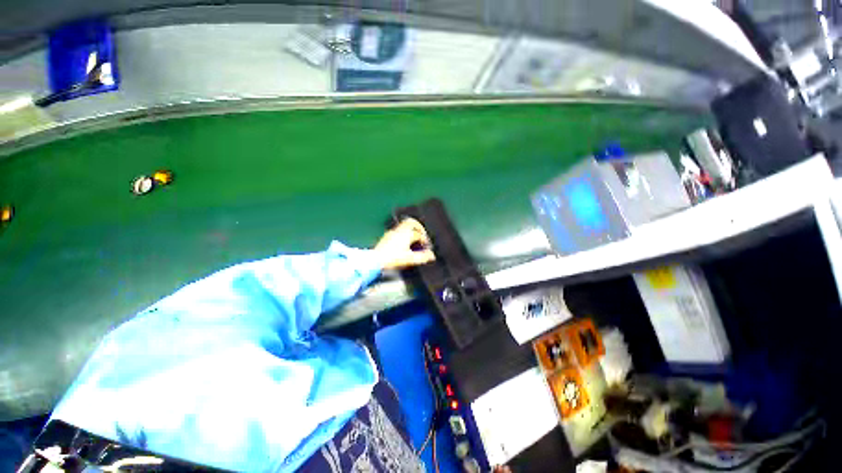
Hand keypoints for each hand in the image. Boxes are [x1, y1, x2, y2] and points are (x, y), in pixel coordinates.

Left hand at [374, 218, 435, 269]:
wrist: (375, 260)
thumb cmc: (392, 258)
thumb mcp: (410, 259)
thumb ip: (422, 257)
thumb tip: (431, 256)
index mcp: (406, 234)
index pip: (419, 234)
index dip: (424, 240)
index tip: (426, 246)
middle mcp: (399, 231)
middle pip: (411, 222)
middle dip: (418, 226)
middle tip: (422, 233)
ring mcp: (392, 232)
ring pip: (403, 226)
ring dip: (410, 230)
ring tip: (413, 239)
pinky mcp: (386, 236)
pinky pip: (397, 231)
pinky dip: (403, 234)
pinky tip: (403, 242)